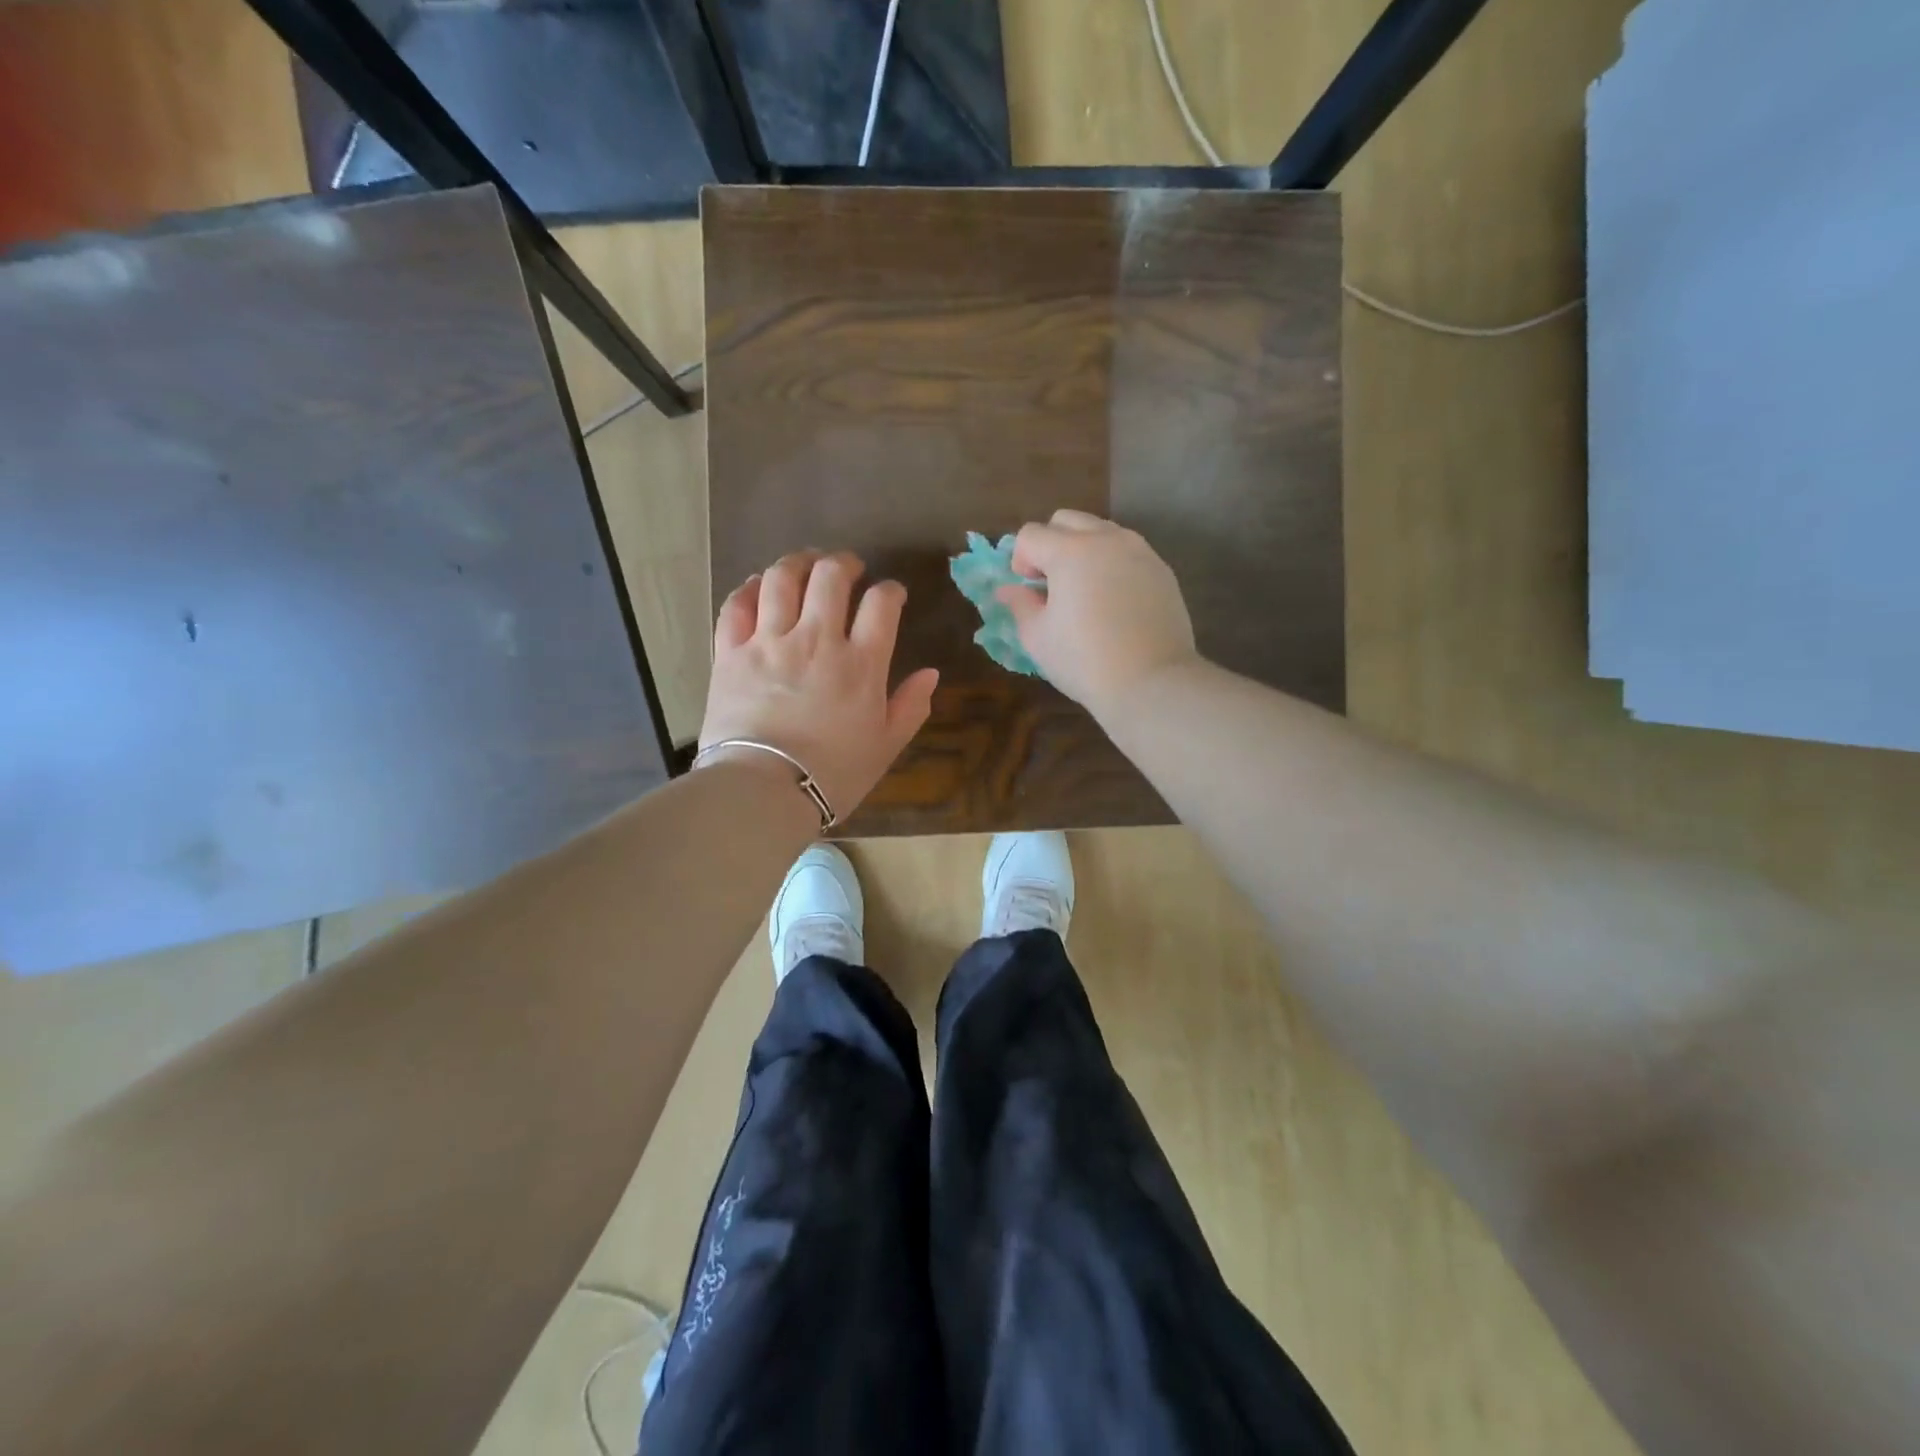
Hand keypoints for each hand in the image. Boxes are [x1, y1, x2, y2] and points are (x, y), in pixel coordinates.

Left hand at [700, 550, 938, 821]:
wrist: (764, 791)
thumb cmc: (833, 774)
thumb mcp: (886, 747)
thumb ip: (911, 706)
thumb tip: (931, 673)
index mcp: (861, 663)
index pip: (881, 604)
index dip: (890, 590)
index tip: (891, 595)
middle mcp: (817, 639)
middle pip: (831, 576)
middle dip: (844, 563)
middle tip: (848, 568)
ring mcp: (769, 641)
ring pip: (782, 578)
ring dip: (798, 563)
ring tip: (805, 564)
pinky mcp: (731, 652)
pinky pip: (738, 604)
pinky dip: (750, 588)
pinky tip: (760, 586)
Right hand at [998, 510, 1198, 715]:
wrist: (1150, 682)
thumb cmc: (1084, 661)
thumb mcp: (1038, 637)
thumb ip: (1020, 605)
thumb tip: (1008, 590)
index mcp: (1070, 551)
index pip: (1031, 535)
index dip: (1020, 560)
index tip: (1027, 590)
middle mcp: (1106, 539)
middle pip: (1067, 520)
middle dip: (1050, 544)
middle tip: (1051, 584)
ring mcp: (1139, 551)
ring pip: (1101, 531)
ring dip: (1083, 550)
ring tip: (1084, 591)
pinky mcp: (1161, 570)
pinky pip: (1127, 552)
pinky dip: (1112, 564)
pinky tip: (1113, 601)